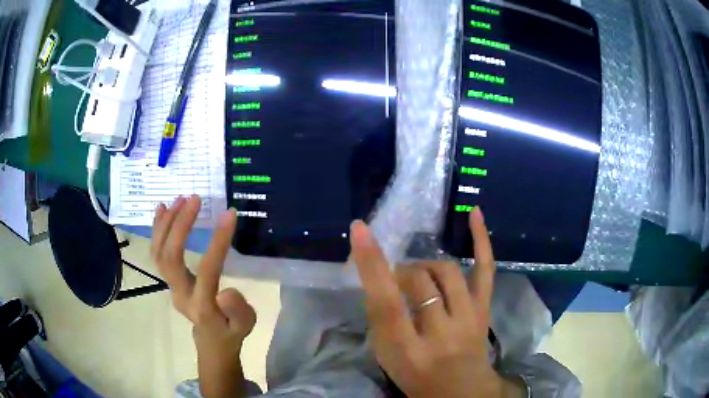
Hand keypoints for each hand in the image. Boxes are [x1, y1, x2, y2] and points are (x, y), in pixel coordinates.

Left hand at [151, 195, 255, 397]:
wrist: (211, 341)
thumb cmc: (231, 331)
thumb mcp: (245, 325)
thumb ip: (237, 311)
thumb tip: (225, 292)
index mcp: (203, 305)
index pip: (207, 270)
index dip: (217, 241)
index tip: (229, 214)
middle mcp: (180, 293)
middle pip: (171, 257)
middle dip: (180, 225)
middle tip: (194, 199)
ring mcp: (170, 285)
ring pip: (159, 253)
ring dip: (166, 223)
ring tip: (179, 199)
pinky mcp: (167, 279)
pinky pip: (157, 253)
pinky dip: (157, 229)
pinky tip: (163, 209)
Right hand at [349, 208, 524, 397]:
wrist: (462, 391)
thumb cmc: (417, 378)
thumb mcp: (387, 358)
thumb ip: (382, 321)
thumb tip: (382, 281)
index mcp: (407, 350)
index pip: (387, 302)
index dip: (372, 264)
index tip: (360, 229)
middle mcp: (440, 333)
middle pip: (419, 281)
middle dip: (402, 272)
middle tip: (397, 278)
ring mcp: (468, 319)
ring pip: (447, 272)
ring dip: (426, 265)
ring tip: (420, 273)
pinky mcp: (484, 310)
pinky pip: (486, 270)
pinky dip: (481, 240)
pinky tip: (474, 214)